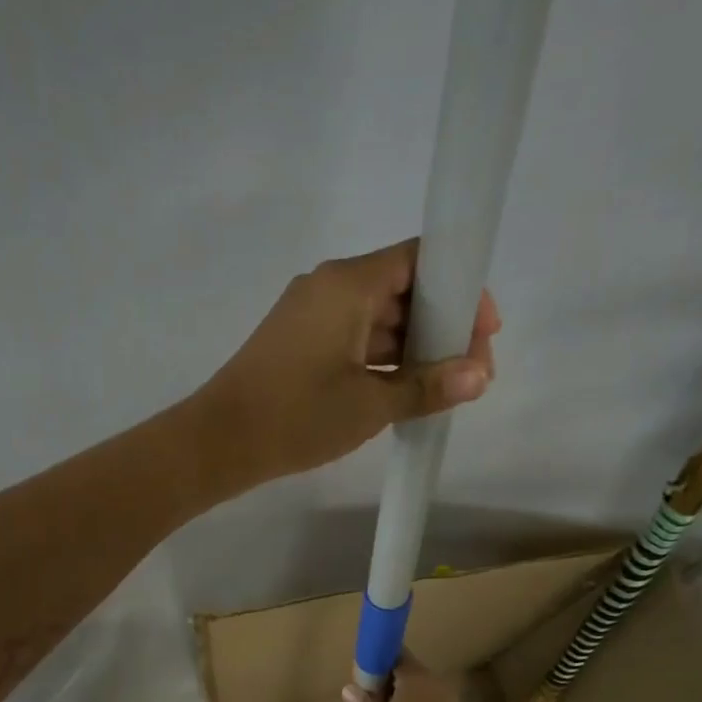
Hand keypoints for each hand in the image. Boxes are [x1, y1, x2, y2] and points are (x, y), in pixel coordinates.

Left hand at [196, 239, 498, 488]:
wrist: (217, 442)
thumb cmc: (295, 416)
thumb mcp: (369, 405)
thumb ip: (426, 386)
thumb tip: (478, 377)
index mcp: (348, 283)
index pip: (421, 260)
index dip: (461, 290)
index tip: (483, 333)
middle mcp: (328, 287)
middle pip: (401, 289)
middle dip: (441, 327)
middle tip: (469, 373)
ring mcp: (308, 316)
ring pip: (376, 318)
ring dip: (411, 349)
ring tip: (443, 388)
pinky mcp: (296, 344)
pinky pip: (352, 338)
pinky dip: (380, 359)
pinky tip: (402, 392)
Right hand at [341, 653, 465, 701]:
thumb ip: (362, 699)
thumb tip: (349, 688)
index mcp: (417, 675)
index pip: (398, 655)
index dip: (381, 660)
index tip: (367, 670)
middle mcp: (436, 684)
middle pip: (410, 674)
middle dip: (392, 681)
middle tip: (371, 693)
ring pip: (420, 693)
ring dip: (404, 698)